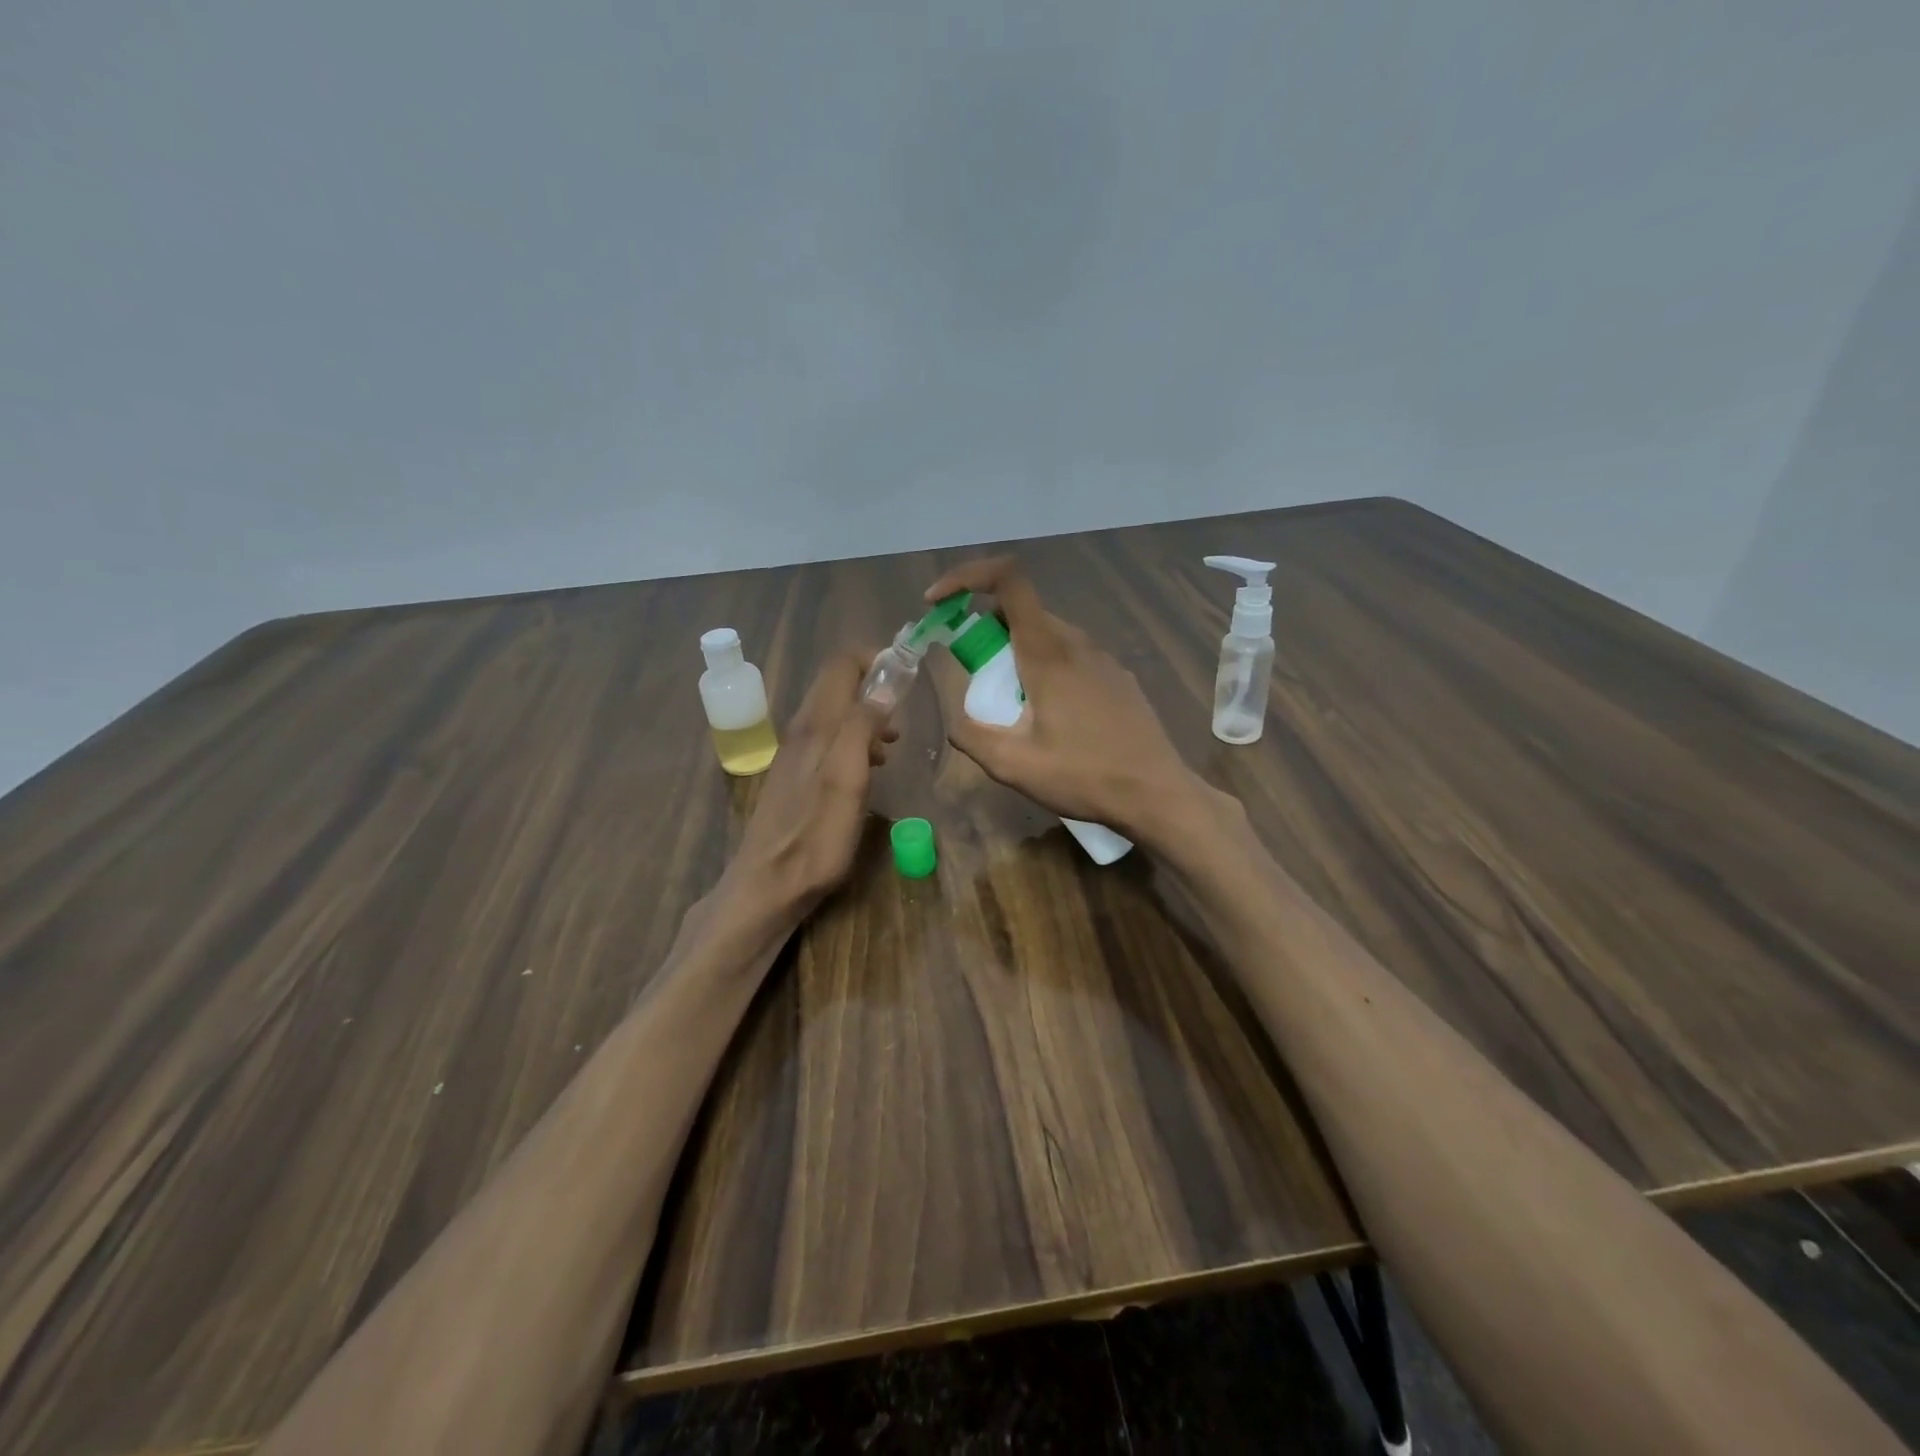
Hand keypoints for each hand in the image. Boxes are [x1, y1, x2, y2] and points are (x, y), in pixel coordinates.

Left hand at [730, 651, 896, 912]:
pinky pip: (829, 741)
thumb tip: (883, 687)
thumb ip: (862, 728)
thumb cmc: (815, 837)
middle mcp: (802, 731)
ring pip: (835, 715)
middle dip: (874, 690)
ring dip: (867, 719)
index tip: (905, 678)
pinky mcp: (795, 777)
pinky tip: (869, 769)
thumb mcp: (848, 780)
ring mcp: (795, 754)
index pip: (841, 665)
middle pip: (837, 686)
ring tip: (893, 745)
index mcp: (816, 725)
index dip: (874, 660)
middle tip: (902, 720)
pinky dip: (854, 742)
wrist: (768, 886)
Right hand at [922, 557, 1207, 845]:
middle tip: (973, 676)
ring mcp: (1103, 658)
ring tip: (1012, 706)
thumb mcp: (1012, 765)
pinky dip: (1044, 667)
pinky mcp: (1117, 677)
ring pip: (1047, 634)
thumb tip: (956, 720)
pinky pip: (1071, 656)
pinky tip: (1051, 717)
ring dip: (1015, 652)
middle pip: (1021, 610)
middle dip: (984, 631)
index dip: (966, 577)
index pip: (1007, 580)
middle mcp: (1077, 642)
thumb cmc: (1083, 776)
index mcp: (1048, 651)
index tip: (937, 604)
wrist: (1156, 794)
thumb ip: (971, 734)